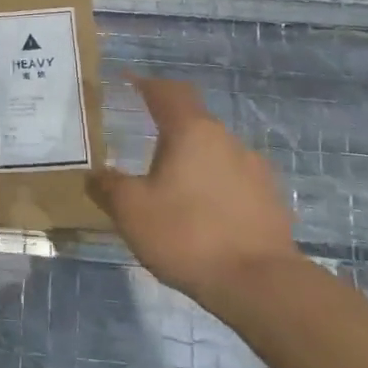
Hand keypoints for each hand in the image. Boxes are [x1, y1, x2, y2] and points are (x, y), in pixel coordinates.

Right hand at [88, 77, 296, 297]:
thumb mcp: (131, 211)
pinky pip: (235, 181)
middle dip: (169, 128)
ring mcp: (255, 169)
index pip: (167, 92)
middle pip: (194, 120)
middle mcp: (226, 139)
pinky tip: (205, 214)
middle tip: (146, 147)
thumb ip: (108, 186)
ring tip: (175, 188)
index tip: (129, 82)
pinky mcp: (271, 200)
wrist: (261, 285)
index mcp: (191, 131)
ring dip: (194, 160)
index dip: (146, 84)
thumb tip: (96, 174)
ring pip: (216, 152)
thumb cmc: (187, 235)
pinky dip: (215, 187)